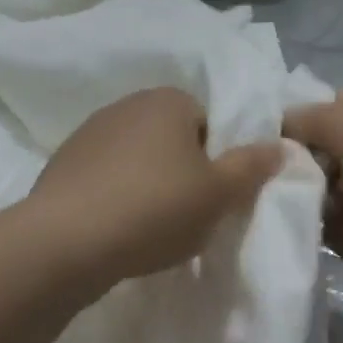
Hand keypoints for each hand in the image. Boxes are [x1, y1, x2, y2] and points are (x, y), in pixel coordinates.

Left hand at [31, 87, 284, 282]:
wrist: (65, 242)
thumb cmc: (154, 209)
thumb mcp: (219, 194)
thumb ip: (252, 166)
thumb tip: (279, 144)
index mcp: (167, 100)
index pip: (209, 121)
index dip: (218, 158)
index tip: (215, 194)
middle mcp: (126, 104)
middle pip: (172, 138)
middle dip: (183, 171)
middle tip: (189, 213)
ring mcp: (88, 133)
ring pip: (137, 158)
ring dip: (148, 184)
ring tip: (151, 227)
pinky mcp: (63, 164)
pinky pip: (105, 177)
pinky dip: (116, 196)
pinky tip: (118, 229)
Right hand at [284, 91, 342, 302]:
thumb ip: (305, 121)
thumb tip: (274, 127)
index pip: (320, 110)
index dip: (289, 123)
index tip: (257, 141)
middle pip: (314, 157)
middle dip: (295, 170)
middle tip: (278, 182)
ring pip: (320, 198)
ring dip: (311, 206)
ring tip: (310, 211)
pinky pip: (335, 234)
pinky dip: (332, 236)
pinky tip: (338, 235)